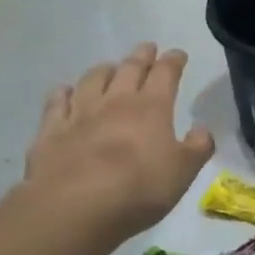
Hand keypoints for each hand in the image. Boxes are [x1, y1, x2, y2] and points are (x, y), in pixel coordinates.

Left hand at [20, 43, 214, 244]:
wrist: (75, 206)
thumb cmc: (139, 188)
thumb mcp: (183, 172)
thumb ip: (197, 148)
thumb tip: (202, 130)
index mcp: (152, 107)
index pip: (166, 74)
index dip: (173, 61)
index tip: (178, 54)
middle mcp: (116, 101)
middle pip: (129, 69)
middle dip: (141, 56)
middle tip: (147, 48)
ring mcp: (80, 113)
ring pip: (92, 80)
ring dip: (104, 70)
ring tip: (110, 67)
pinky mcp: (51, 131)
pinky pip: (57, 103)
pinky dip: (63, 93)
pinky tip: (65, 92)